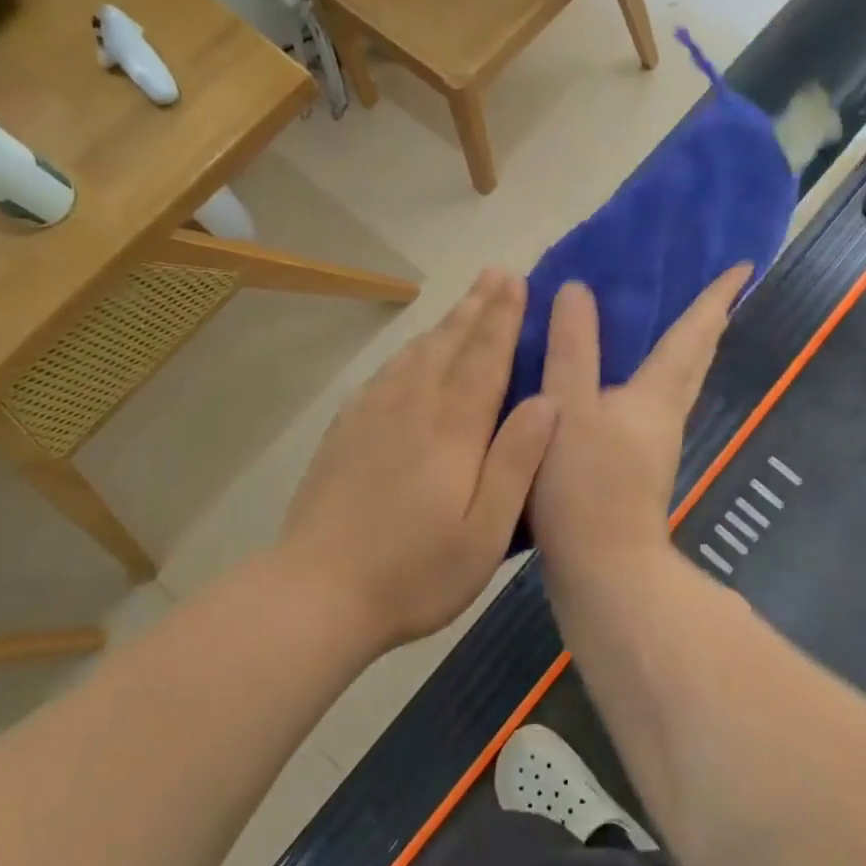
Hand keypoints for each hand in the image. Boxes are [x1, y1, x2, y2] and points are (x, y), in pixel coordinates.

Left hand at [276, 270, 556, 649]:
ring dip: (445, 322)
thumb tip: (549, 400)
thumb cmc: (415, 573)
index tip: (517, 281)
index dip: (504, 317)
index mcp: (453, 429)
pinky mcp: (346, 430)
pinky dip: (409, 351)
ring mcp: (373, 415)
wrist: (316, 592)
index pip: (485, 358)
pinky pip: (386, 373)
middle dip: (477, 306)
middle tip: (496, 272)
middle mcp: (413, 407)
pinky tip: (413, 351)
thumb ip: (516, 462)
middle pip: (450, 344)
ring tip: (465, 301)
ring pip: (417, 353)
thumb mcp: (484, 533)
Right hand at [530, 264, 752, 574]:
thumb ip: (571, 348)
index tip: (743, 266)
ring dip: (686, 347)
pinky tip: (626, 377)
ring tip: (672, 320)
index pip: (694, 333)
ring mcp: (656, 441)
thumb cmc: (585, 483)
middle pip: (697, 358)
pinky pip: (654, 400)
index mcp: (657, 393)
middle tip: (716, 289)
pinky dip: (654, 374)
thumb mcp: (567, 406)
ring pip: (679, 381)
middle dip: (709, 321)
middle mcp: (666, 412)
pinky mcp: (640, 463)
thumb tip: (577, 291)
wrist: (602, 568)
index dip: (716, 297)